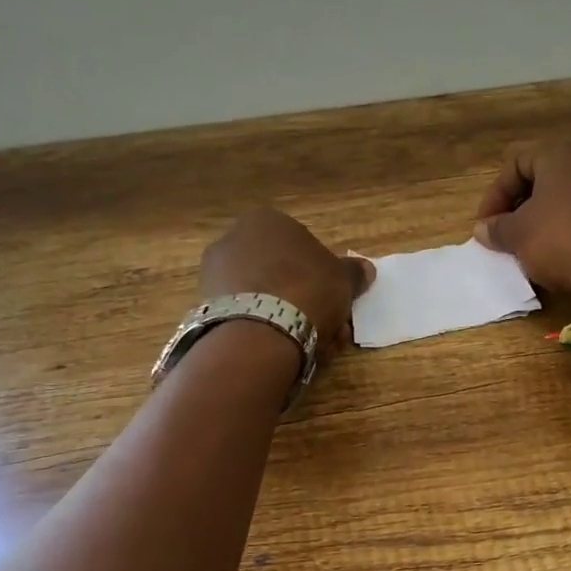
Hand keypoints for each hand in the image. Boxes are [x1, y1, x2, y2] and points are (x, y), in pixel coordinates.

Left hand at [200, 208, 375, 348]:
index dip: (323, 276)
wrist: (260, 331)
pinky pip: (247, 314)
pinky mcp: (206, 306)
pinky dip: (266, 329)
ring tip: (314, 346)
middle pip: (282, 273)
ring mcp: (215, 273)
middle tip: (330, 329)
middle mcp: (234, 238)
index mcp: (266, 220)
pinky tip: (286, 350)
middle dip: (308, 301)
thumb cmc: (307, 289)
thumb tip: (365, 269)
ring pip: (265, 296)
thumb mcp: (343, 279)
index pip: (302, 245)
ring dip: (291, 318)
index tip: (336, 300)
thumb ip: (353, 272)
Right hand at [472, 140, 570, 297]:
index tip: (486, 225)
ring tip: (536, 247)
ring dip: (549, 218)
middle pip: (546, 178)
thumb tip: (484, 228)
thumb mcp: (518, 235)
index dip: (494, 195)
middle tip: (508, 233)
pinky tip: (567, 253)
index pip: (516, 164)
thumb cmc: (561, 240)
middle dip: (522, 206)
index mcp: (562, 154)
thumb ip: (497, 228)